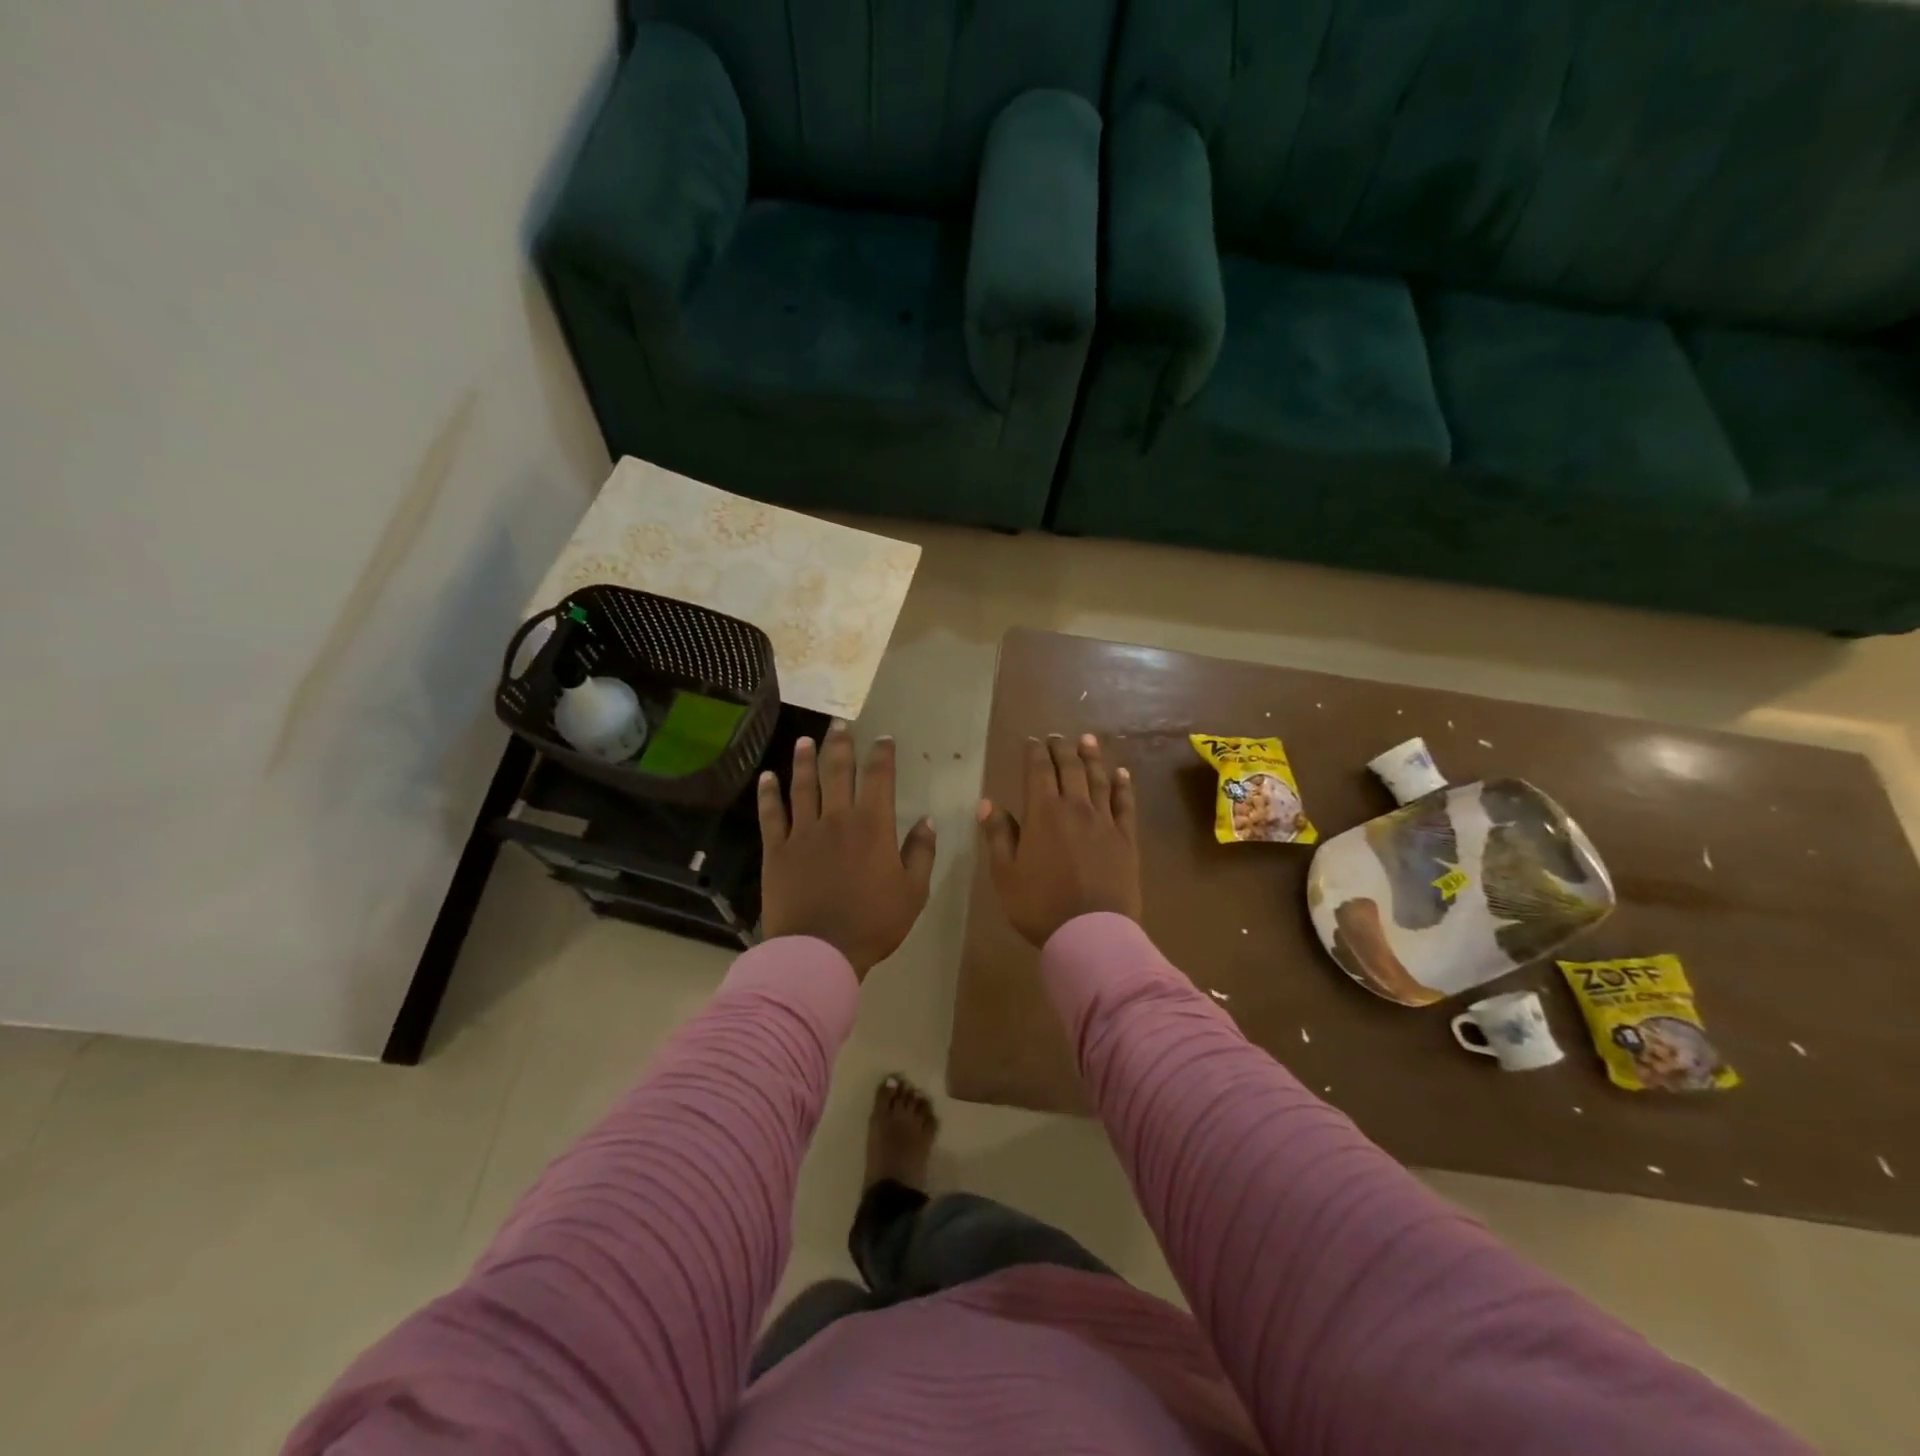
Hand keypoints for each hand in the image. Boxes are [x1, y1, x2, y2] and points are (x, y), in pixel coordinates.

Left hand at [758, 724, 936, 978]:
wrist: (819, 950)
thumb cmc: (873, 923)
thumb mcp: (913, 892)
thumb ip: (921, 853)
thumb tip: (927, 820)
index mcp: (872, 826)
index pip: (879, 778)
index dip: (882, 754)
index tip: (884, 738)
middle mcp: (837, 819)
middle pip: (838, 772)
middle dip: (841, 745)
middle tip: (841, 724)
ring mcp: (803, 832)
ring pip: (803, 786)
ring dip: (804, 760)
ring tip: (804, 740)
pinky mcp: (777, 850)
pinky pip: (771, 814)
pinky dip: (769, 794)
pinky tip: (767, 777)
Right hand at [979, 734, 1140, 948]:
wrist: (1090, 933)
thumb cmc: (1039, 905)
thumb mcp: (1005, 874)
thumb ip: (998, 835)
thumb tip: (987, 803)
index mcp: (1043, 814)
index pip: (1039, 772)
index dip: (1035, 753)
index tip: (1032, 741)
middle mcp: (1076, 808)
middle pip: (1070, 769)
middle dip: (1062, 749)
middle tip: (1058, 737)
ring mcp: (1105, 822)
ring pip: (1099, 780)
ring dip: (1092, 757)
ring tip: (1087, 740)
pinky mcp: (1126, 839)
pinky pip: (1125, 804)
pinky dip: (1123, 786)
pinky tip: (1121, 773)